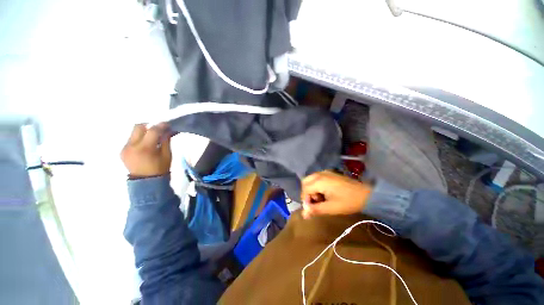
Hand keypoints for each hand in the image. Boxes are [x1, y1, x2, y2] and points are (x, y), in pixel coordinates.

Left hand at [121, 123, 171, 178]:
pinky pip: (131, 139)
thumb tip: (168, 130)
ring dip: (144, 132)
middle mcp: (131, 146)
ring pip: (133, 132)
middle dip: (150, 126)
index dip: (161, 126)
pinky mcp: (122, 151)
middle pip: (138, 127)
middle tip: (159, 129)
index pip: (152, 131)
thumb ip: (166, 141)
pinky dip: (140, 138)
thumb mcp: (167, 155)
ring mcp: (125, 148)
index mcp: (145, 148)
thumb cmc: (160, 169)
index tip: (168, 125)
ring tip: (153, 137)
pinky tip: (146, 144)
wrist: (146, 182)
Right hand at [300, 171, 372, 218]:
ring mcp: (325, 172)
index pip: (305, 190)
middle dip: (307, 193)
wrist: (367, 194)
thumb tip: (303, 214)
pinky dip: (316, 186)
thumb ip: (315, 209)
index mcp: (320, 181)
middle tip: (314, 203)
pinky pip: (317, 178)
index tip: (311, 209)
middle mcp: (320, 174)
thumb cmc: (348, 202)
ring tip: (320, 200)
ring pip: (310, 180)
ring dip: (311, 190)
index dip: (306, 200)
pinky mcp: (330, 173)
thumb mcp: (331, 208)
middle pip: (305, 182)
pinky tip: (324, 194)